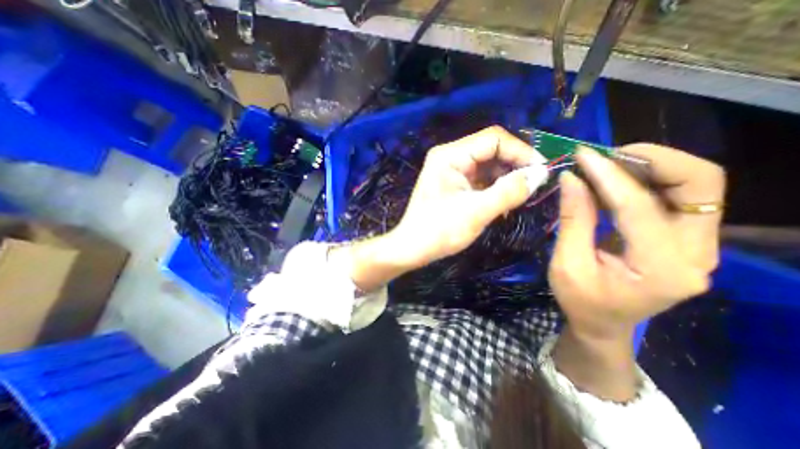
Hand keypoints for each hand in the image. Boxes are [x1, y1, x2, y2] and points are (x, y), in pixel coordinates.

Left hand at [389, 125, 550, 268]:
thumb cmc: (439, 231)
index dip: (521, 151)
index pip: (493, 139)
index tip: (542, 171)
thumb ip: (509, 191)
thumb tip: (540, 175)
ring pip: (488, 165)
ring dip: (506, 178)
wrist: (412, 249)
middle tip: (534, 185)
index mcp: (450, 155)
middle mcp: (450, 157)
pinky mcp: (454, 184)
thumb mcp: (477, 212)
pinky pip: (480, 179)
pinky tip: (504, 201)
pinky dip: (495, 187)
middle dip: (514, 165)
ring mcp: (451, 170)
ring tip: (520, 196)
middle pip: (491, 150)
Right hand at [550, 144, 725, 340]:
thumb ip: (573, 219)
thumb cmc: (580, 300)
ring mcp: (698, 246)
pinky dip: (647, 181)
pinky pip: (677, 197)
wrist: (603, 323)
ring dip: (651, 166)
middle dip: (653, 160)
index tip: (582, 155)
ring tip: (608, 164)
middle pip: (700, 185)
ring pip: (695, 186)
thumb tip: (570, 178)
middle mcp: (696, 254)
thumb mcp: (567, 264)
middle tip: (607, 155)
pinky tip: (616, 181)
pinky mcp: (686, 240)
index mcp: (661, 269)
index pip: (639, 206)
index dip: (608, 176)